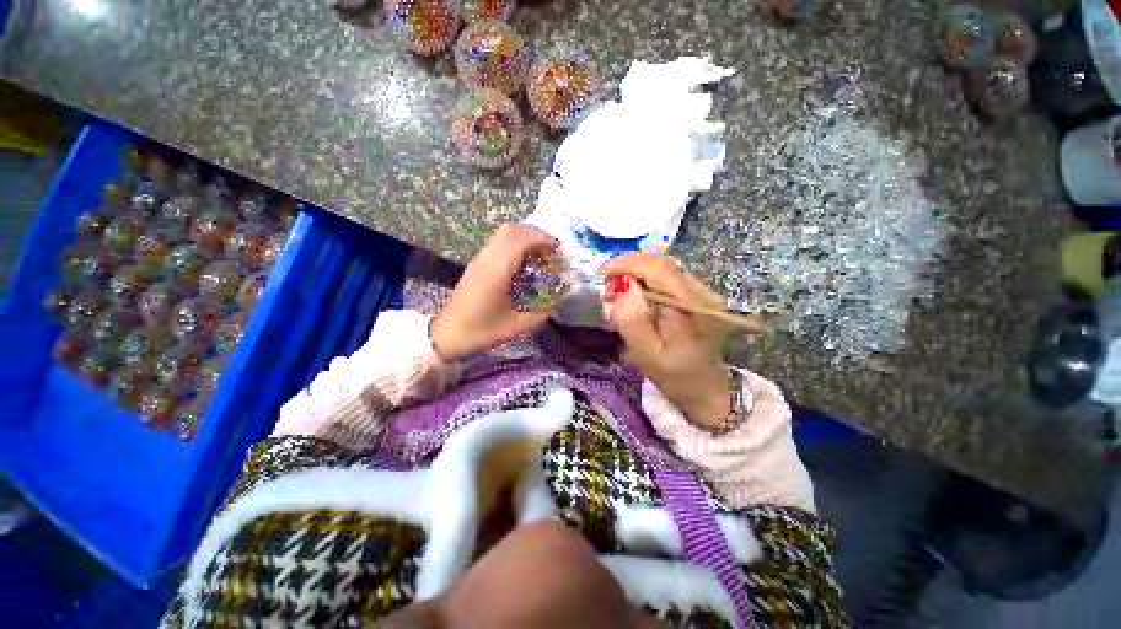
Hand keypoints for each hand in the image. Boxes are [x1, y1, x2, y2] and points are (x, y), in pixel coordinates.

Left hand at [430, 224, 559, 361]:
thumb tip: (555, 305)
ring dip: (525, 237)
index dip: (542, 239)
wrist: (445, 335)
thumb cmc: (478, 332)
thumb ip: (538, 316)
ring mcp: (479, 260)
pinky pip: (498, 243)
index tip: (559, 249)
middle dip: (535, 233)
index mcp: (496, 271)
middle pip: (511, 229)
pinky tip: (525, 262)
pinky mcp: (476, 264)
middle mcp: (486, 259)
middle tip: (552, 248)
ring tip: (541, 253)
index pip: (520, 239)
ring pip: (503, 233)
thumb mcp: (513, 328)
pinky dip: (516, 244)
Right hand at [600, 254, 732, 428]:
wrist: (706, 390)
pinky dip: (645, 280)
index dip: (627, 264)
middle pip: (661, 263)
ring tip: (617, 291)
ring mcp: (703, 292)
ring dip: (635, 273)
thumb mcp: (648, 355)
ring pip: (664, 267)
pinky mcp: (698, 296)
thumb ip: (634, 321)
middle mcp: (703, 292)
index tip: (602, 275)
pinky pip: (667, 277)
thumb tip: (623, 286)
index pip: (659, 268)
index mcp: (694, 307)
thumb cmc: (675, 377)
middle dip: (629, 267)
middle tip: (607, 287)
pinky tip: (634, 295)